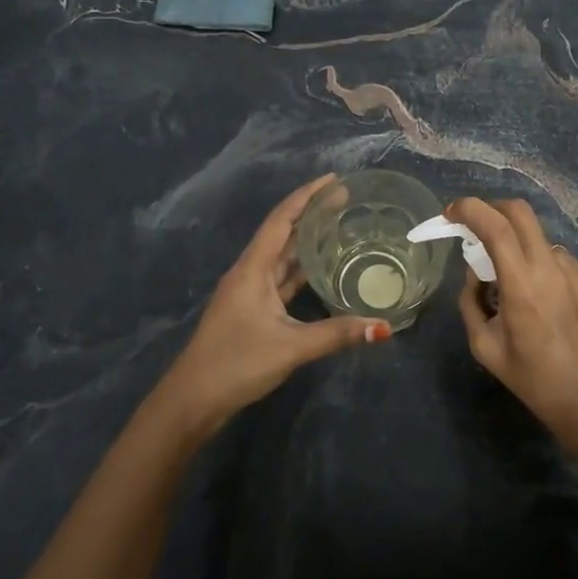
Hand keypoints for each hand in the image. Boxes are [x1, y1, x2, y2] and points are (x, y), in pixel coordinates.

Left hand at [153, 174, 388, 438]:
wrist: (193, 398)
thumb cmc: (236, 363)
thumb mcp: (291, 347)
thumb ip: (337, 334)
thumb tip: (384, 327)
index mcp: (253, 269)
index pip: (281, 221)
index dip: (307, 197)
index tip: (334, 180)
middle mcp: (250, 273)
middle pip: (283, 234)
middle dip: (312, 214)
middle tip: (346, 200)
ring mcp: (250, 292)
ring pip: (282, 258)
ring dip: (307, 241)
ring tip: (340, 226)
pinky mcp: (252, 311)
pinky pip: (282, 281)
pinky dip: (302, 271)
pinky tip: (323, 270)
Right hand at [448, 198, 577, 444]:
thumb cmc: (532, 379)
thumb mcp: (484, 346)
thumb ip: (471, 301)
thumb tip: (476, 272)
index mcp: (522, 284)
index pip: (494, 226)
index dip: (469, 209)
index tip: (452, 213)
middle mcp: (554, 268)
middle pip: (521, 213)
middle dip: (494, 210)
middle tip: (479, 229)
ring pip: (543, 244)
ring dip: (524, 254)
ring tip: (523, 291)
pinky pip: (565, 265)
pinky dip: (549, 274)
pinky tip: (552, 307)